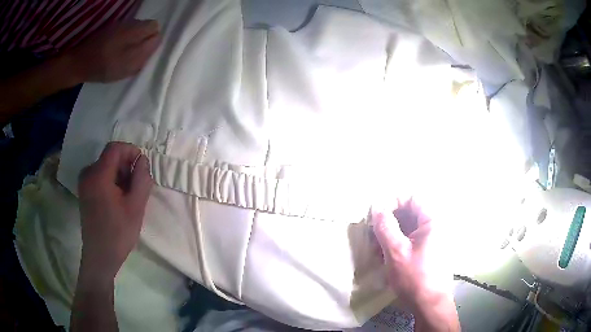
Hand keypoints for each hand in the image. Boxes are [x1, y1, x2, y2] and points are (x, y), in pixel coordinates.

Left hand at [65, 19, 160, 82]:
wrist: (79, 63)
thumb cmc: (103, 66)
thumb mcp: (127, 64)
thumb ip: (145, 51)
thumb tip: (158, 39)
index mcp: (135, 29)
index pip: (155, 27)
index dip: (152, 40)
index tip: (144, 53)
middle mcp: (129, 22)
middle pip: (145, 27)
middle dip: (143, 41)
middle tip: (132, 57)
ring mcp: (118, 24)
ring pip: (134, 30)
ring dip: (132, 41)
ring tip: (122, 56)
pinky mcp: (109, 29)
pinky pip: (123, 32)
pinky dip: (122, 41)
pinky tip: (114, 51)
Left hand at [78, 142, 152, 279]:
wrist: (100, 257)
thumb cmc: (118, 233)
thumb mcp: (136, 207)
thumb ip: (142, 179)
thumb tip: (142, 160)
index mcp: (98, 175)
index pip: (115, 148)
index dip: (131, 151)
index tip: (142, 167)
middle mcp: (88, 173)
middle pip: (110, 157)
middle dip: (126, 166)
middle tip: (137, 186)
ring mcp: (84, 183)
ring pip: (105, 167)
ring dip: (119, 175)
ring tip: (129, 196)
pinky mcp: (84, 191)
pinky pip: (99, 176)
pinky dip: (111, 181)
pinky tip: (118, 200)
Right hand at [372, 198, 459, 330]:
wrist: (430, 304)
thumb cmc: (414, 277)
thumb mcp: (396, 251)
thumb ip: (385, 226)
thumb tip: (376, 206)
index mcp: (433, 220)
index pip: (412, 198)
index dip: (392, 202)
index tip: (376, 216)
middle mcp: (436, 225)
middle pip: (410, 212)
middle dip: (389, 221)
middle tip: (373, 236)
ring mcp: (434, 239)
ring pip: (409, 227)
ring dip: (391, 234)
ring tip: (376, 250)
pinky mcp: (430, 250)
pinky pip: (412, 239)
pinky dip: (398, 244)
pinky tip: (385, 256)